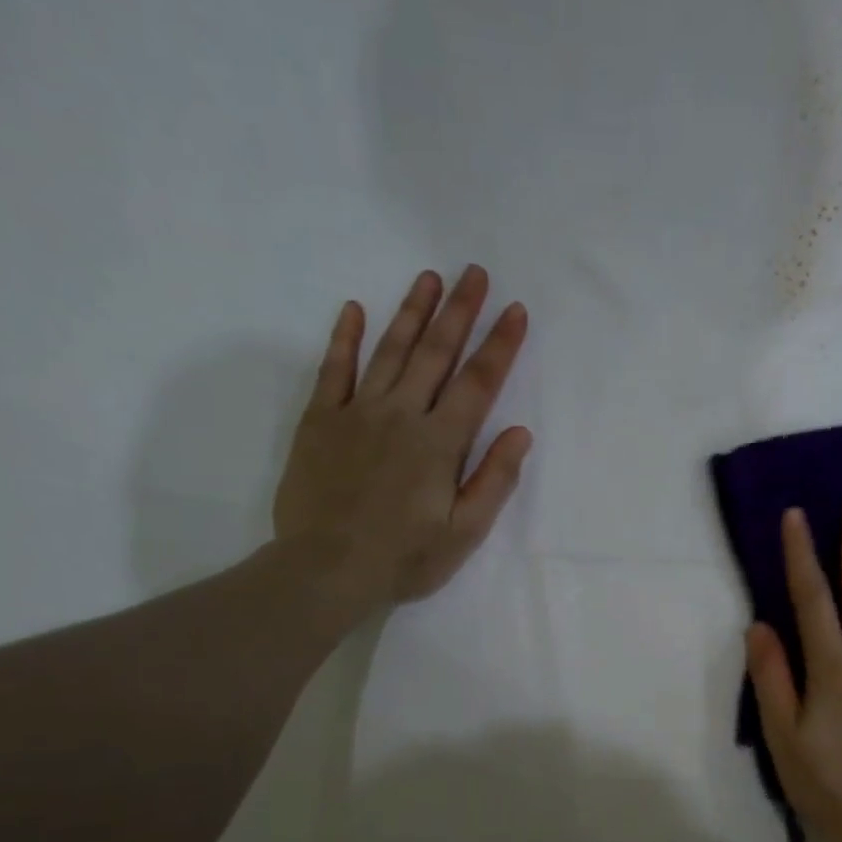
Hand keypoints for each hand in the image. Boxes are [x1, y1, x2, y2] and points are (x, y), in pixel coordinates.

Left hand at [273, 265, 532, 616]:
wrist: (326, 569)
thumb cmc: (405, 557)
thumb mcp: (465, 532)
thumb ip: (494, 480)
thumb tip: (520, 433)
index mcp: (440, 443)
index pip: (478, 384)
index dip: (500, 346)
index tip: (515, 311)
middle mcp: (401, 415)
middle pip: (436, 354)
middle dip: (459, 311)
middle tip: (474, 273)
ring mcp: (357, 413)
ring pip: (389, 351)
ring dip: (411, 312)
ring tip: (428, 277)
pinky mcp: (320, 421)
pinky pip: (333, 370)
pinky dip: (344, 339)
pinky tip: (353, 309)